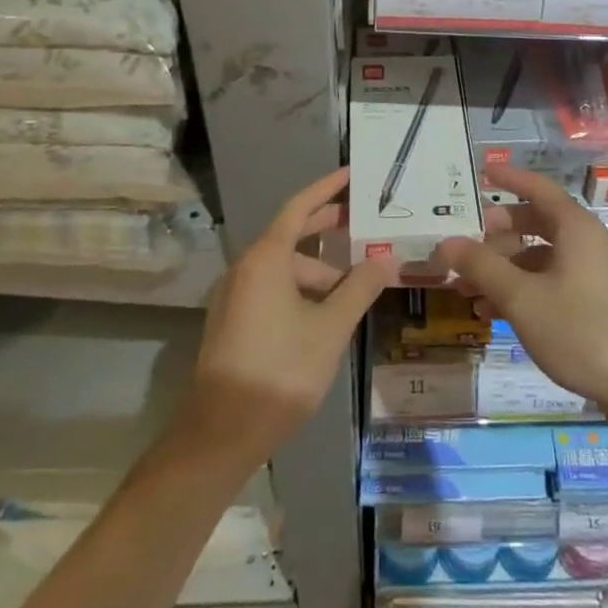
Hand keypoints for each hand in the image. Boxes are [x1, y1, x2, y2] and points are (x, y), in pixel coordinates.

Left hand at [190, 168, 392, 459]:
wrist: (221, 433)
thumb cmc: (280, 371)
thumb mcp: (330, 328)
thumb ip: (360, 288)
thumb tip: (386, 261)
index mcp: (265, 258)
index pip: (299, 207)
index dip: (327, 188)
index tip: (352, 174)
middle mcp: (246, 268)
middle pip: (290, 234)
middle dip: (326, 227)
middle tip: (362, 221)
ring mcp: (235, 295)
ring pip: (283, 267)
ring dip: (318, 270)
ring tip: (354, 285)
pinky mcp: (233, 321)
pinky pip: (272, 287)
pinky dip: (301, 288)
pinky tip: (326, 310)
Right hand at [434, 167, 607, 428]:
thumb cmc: (581, 331)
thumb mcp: (522, 298)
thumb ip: (482, 266)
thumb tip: (446, 242)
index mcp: (574, 226)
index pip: (536, 188)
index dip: (509, 178)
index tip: (481, 172)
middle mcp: (584, 241)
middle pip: (534, 222)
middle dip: (495, 234)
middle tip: (462, 245)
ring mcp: (590, 272)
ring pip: (538, 256)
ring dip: (503, 268)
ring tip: (466, 288)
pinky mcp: (593, 301)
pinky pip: (549, 281)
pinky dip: (521, 289)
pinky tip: (493, 312)